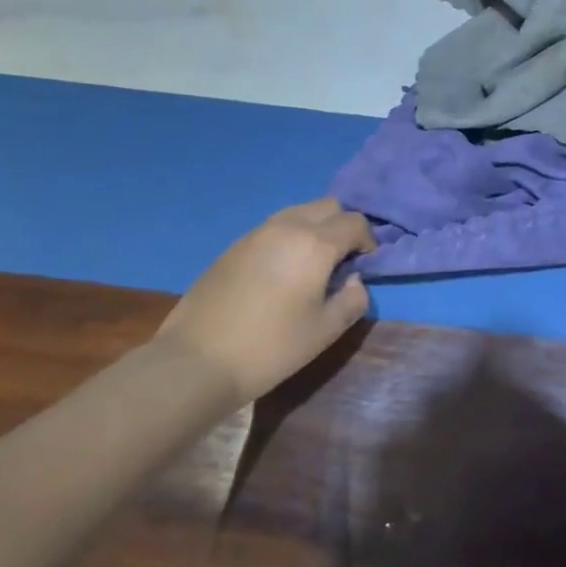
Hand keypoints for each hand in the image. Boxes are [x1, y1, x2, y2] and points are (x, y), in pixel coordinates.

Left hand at [160, 200, 376, 402]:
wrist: (197, 360)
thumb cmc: (270, 347)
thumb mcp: (325, 331)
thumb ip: (353, 300)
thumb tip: (354, 280)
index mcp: (315, 244)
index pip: (354, 223)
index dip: (368, 240)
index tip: (366, 265)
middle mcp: (287, 227)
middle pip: (328, 206)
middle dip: (343, 226)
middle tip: (343, 260)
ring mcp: (257, 233)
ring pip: (299, 211)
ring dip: (316, 227)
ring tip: (313, 264)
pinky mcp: (235, 245)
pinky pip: (275, 226)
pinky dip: (290, 236)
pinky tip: (282, 271)